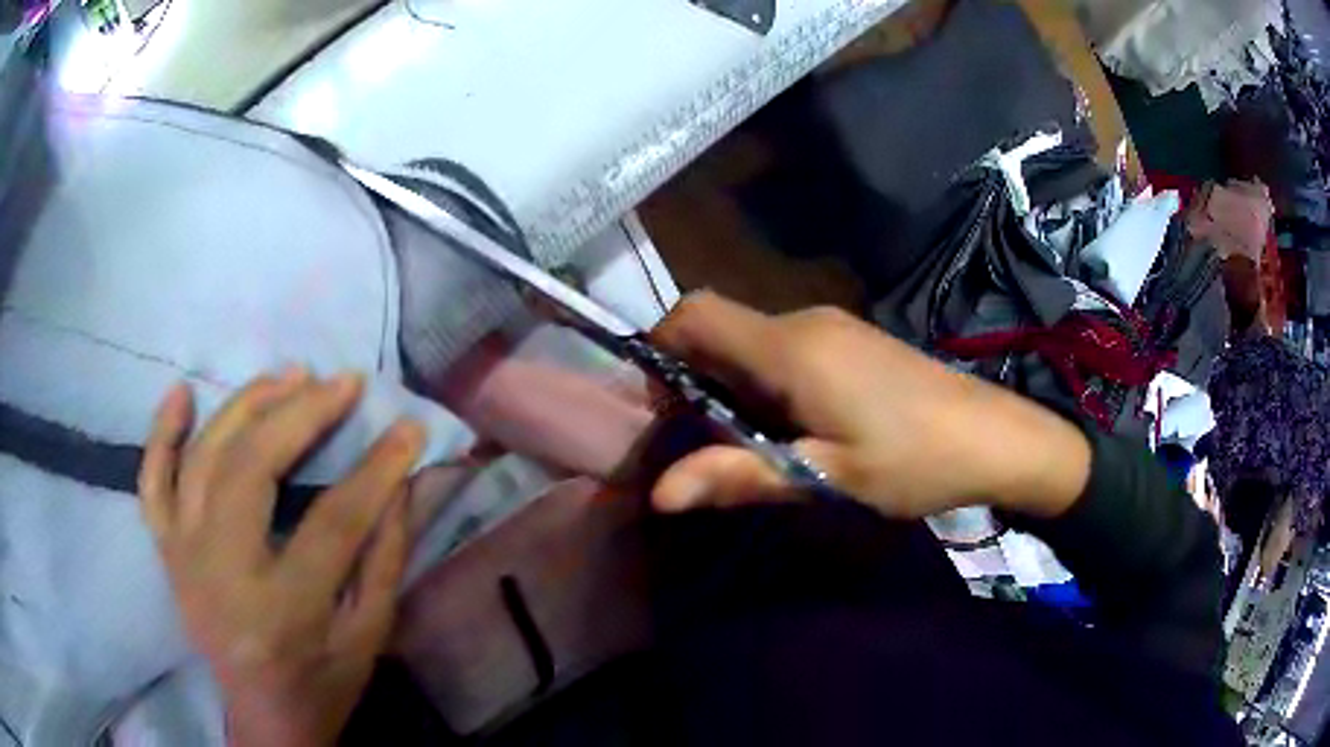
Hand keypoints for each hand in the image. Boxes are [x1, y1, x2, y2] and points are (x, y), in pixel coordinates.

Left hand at [139, 370, 424, 746]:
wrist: (263, 717)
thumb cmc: (323, 683)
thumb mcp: (370, 636)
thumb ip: (386, 557)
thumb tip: (402, 480)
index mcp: (282, 611)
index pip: (332, 523)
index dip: (374, 470)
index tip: (406, 427)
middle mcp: (220, 575)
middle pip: (251, 472)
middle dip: (301, 416)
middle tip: (340, 383)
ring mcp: (182, 557)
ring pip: (203, 460)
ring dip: (244, 407)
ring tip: (287, 375)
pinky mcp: (166, 551)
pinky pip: (152, 482)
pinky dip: (161, 434)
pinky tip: (182, 392)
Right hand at [649, 293, 1090, 519]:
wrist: (993, 437)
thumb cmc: (913, 461)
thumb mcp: (825, 477)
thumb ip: (740, 476)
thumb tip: (660, 492)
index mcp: (790, 349)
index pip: (694, 315)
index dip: (658, 349)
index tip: (657, 408)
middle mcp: (803, 323)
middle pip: (717, 328)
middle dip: (692, 379)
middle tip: (701, 444)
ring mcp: (830, 328)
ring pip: (750, 341)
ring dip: (730, 386)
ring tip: (747, 447)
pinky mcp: (849, 341)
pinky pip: (782, 349)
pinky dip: (763, 383)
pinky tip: (792, 429)